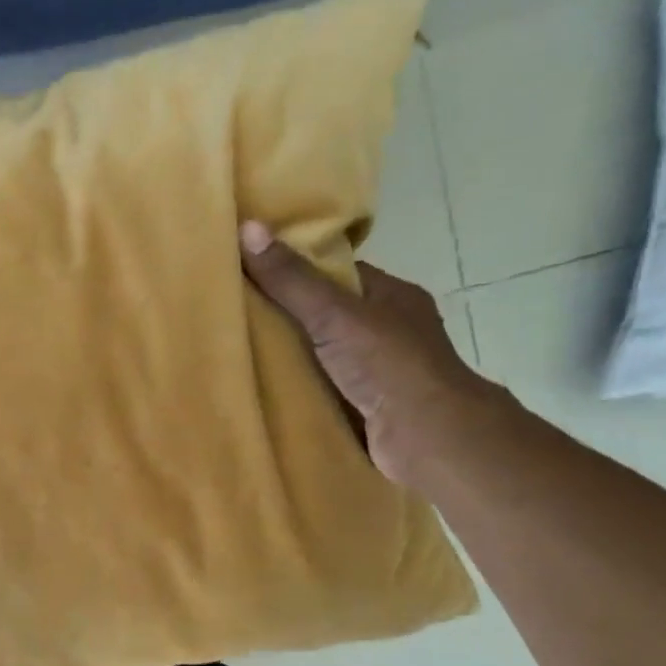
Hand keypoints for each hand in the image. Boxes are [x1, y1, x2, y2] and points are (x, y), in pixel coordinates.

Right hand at [239, 221, 506, 486]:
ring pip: (325, 355)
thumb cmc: (388, 364)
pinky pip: (324, 388)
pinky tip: (264, 389)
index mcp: (393, 297)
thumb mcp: (333, 314)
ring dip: (292, 358)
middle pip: (328, 315)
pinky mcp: (369, 407)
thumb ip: (290, 278)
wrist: (427, 438)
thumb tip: (247, 227)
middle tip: (238, 314)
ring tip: (241, 351)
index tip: (254, 272)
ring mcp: (381, 372)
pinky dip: (300, 389)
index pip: (338, 274)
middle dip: (288, 317)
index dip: (298, 270)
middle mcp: (390, 331)